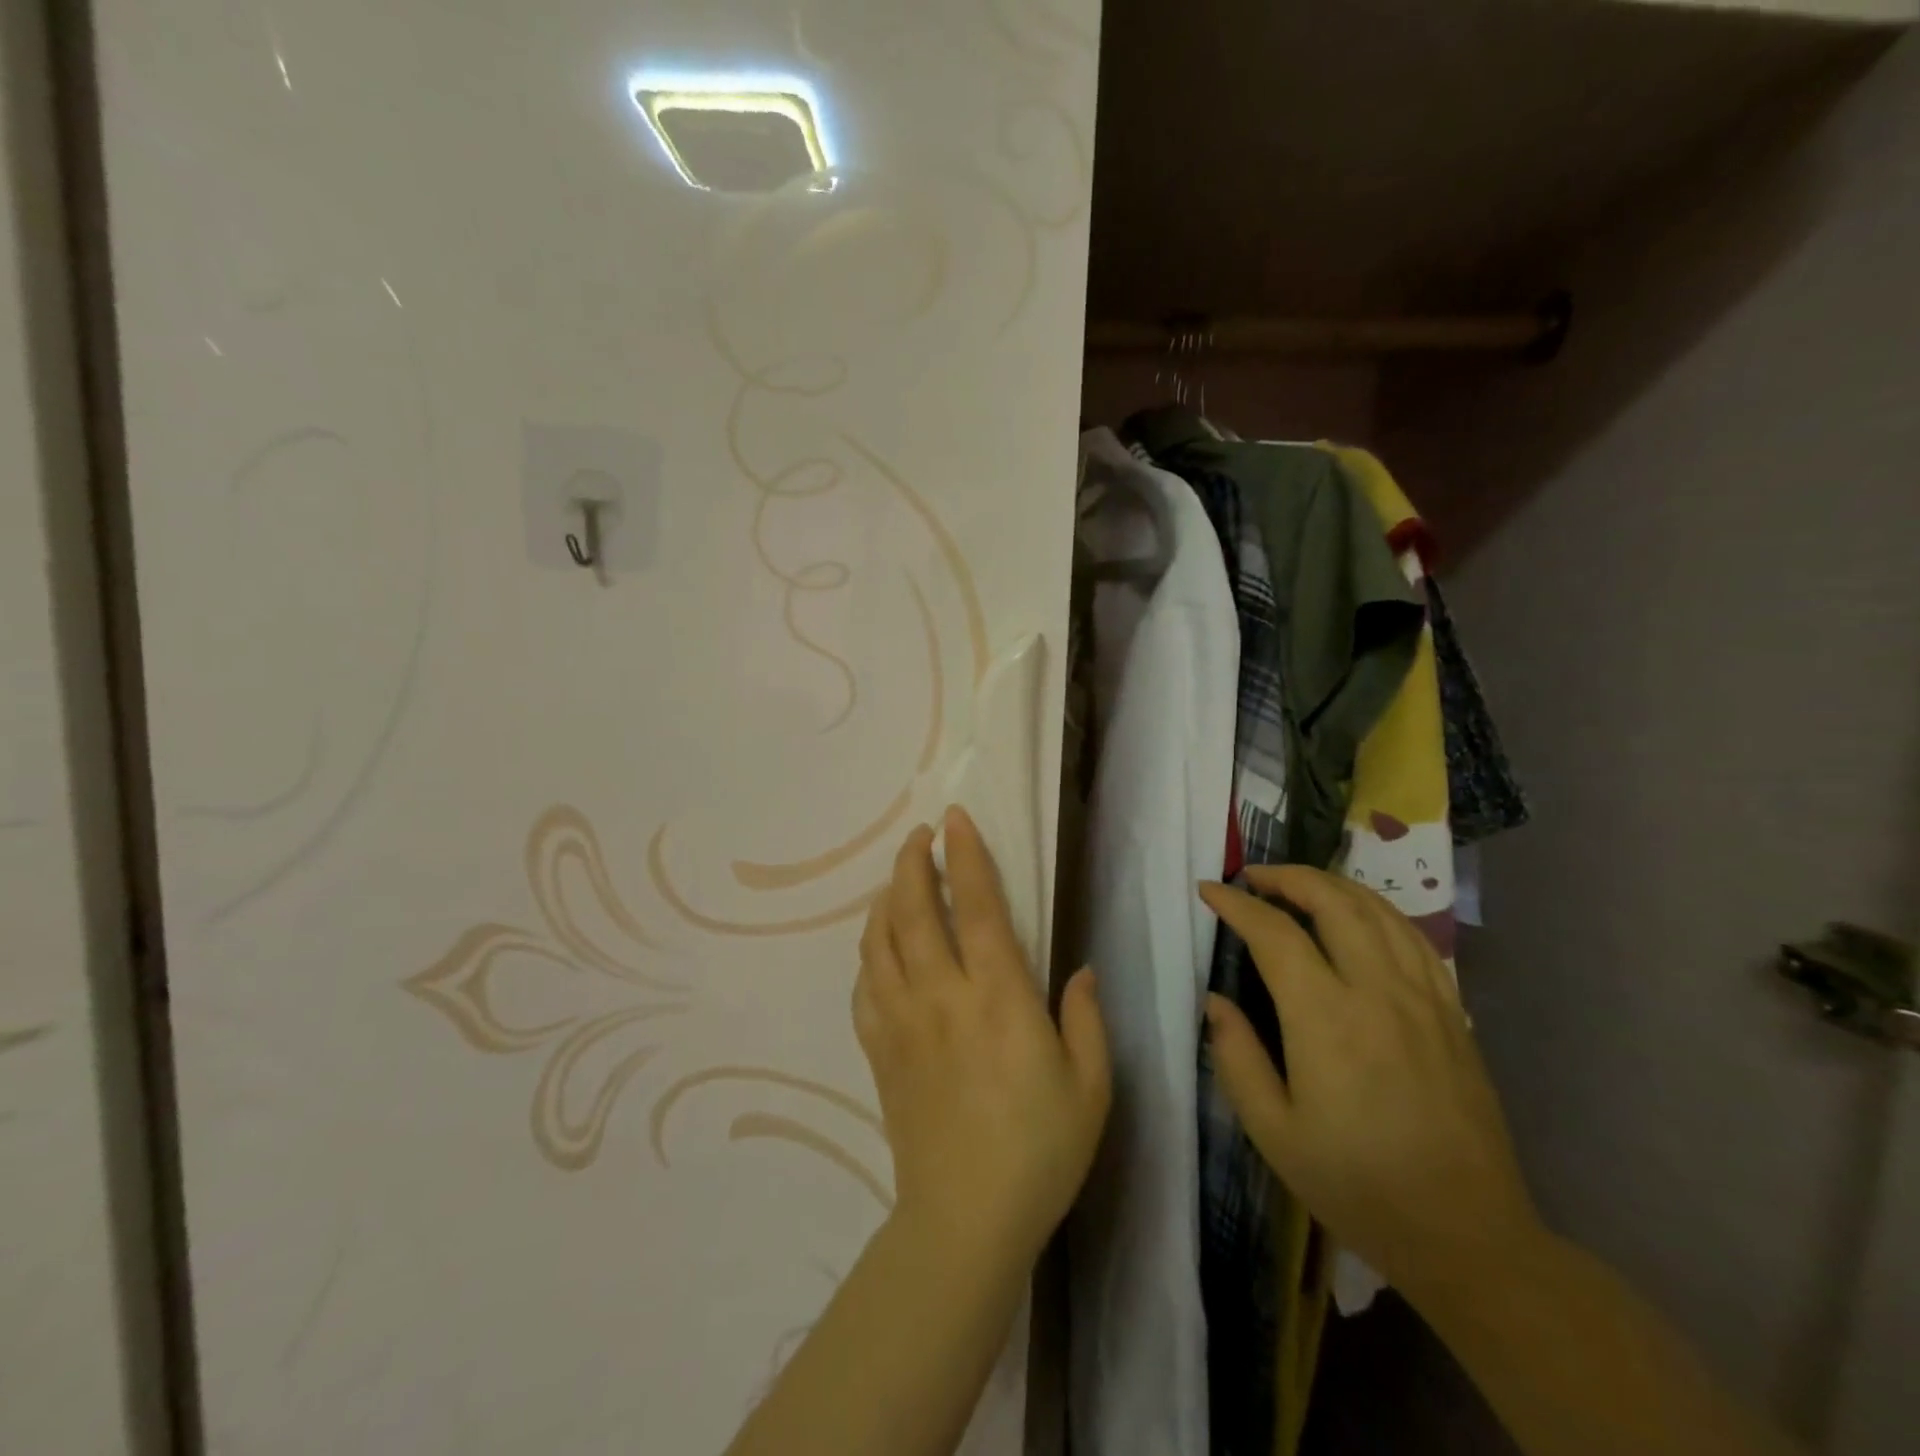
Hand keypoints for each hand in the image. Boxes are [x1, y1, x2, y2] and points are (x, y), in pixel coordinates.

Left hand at [855, 808, 1110, 1268]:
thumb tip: (1082, 970)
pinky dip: (869, 952)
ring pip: (881, 940)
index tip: (954, 818)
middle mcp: (943, 996)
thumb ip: (1087, 1019)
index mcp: (999, 998)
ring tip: (898, 878)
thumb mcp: (1091, 1087)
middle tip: (918, 834)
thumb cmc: (1040, 1151)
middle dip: (913, 861)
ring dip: (886, 897)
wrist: (964, 1220)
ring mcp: (903, 1021)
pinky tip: (879, 945)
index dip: (966, 855)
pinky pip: (865, 985)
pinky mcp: (879, 1049)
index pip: (978, 906)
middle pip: (915, 909)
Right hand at [1199, 866, 1543, 1298]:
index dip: (1237, 904)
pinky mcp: (1452, 1013)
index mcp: (1326, 1018)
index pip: (1275, 933)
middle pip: (1333, 901)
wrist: (1467, 1236)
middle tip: (1252, 877)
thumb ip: (1235, 1056)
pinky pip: (1413, 938)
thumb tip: (1215, 1000)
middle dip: (1286, 877)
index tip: (1209, 891)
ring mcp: (1423, 998)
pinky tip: (1360, 916)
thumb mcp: (1272, 1132)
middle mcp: (1378, 992)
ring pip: (1378, 909)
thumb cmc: (1356, 1185)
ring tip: (1299, 886)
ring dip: (1332, 885)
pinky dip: (1378, 910)